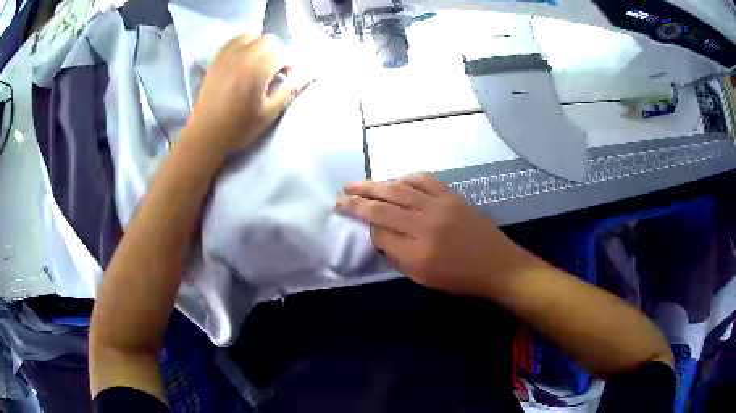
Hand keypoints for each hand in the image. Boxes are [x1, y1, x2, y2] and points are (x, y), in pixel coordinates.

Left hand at [186, 34, 309, 153]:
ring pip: (251, 35)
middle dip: (276, 53)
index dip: (289, 65)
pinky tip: (243, 58)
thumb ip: (290, 90)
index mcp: (257, 69)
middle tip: (273, 72)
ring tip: (258, 63)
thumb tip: (310, 75)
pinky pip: (233, 40)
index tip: (285, 79)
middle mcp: (242, 56)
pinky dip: (242, 44)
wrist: (205, 136)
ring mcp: (227, 56)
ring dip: (260, 45)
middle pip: (268, 40)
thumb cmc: (239, 128)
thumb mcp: (269, 113)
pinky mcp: (216, 60)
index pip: (282, 53)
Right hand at [336, 173, 526, 296]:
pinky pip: (424, 180)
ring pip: (399, 189)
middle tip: (340, 196)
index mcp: (417, 251)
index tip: (353, 221)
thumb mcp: (423, 278)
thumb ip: (397, 256)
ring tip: (356, 184)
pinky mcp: (451, 196)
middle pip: (383, 207)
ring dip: (374, 185)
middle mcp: (425, 224)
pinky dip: (405, 178)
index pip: (379, 232)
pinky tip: (395, 180)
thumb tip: (378, 236)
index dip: (363, 226)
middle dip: (357, 200)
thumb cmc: (459, 278)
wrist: (496, 265)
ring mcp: (439, 205)